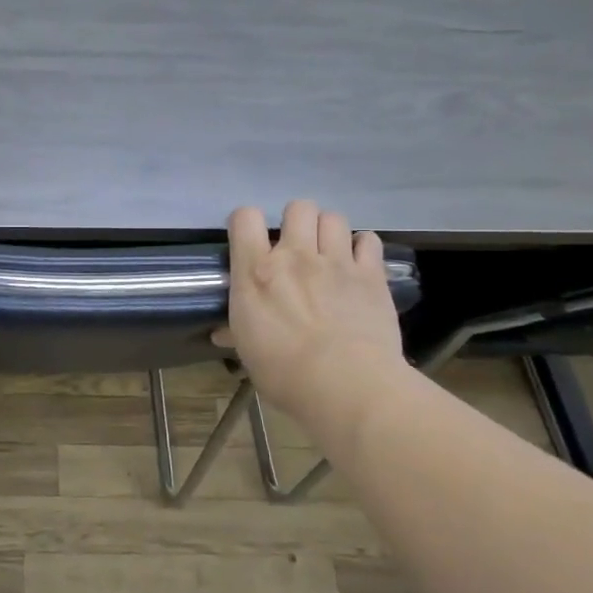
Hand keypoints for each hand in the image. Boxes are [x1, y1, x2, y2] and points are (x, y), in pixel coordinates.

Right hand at [218, 200, 408, 427]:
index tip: (250, 241)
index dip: (246, 223)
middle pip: (297, 208)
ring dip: (328, 231)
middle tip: (297, 247)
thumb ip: (237, 332)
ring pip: (333, 217)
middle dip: (296, 222)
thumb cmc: (284, 373)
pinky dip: (362, 247)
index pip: (245, 218)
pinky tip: (358, 264)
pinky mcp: (371, 274)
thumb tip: (221, 333)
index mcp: (256, 272)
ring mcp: (336, 261)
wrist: (346, 384)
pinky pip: (368, 240)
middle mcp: (295, 256)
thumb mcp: (248, 352)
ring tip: (328, 252)